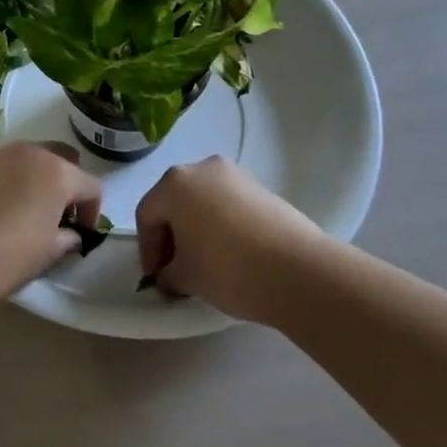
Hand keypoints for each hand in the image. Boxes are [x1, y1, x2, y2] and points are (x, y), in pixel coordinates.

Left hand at [0, 142, 102, 312]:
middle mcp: (27, 152)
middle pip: (60, 158)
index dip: (92, 210)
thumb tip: (71, 234)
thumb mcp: (47, 253)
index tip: (83, 231)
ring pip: (26, 157)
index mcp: (56, 172)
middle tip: (57, 213)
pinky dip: (5, 179)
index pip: (90, 185)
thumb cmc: (6, 259)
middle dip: (65, 182)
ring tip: (25, 208)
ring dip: (34, 177)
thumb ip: (67, 237)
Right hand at [135, 156, 323, 323]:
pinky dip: (221, 225)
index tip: (155, 277)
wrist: (299, 270)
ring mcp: (236, 175)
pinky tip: (230, 254)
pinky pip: (228, 205)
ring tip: (204, 262)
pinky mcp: (262, 189)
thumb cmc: (227, 268)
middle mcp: (202, 168)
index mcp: (174, 183)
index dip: (147, 249)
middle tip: (174, 268)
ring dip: (196, 229)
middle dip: (171, 235)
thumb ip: (168, 273)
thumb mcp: (185, 277)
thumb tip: (170, 274)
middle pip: (174, 202)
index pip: (147, 215)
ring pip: (202, 202)